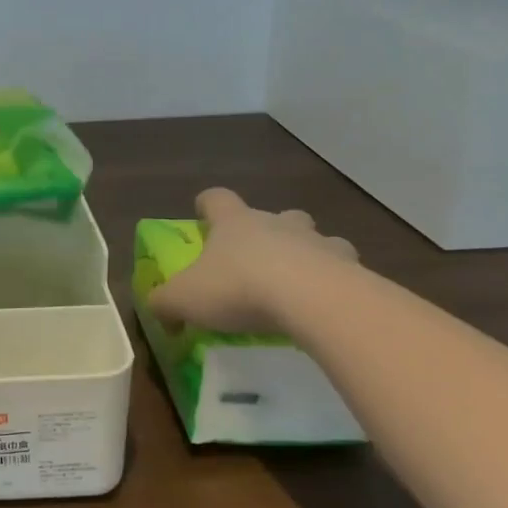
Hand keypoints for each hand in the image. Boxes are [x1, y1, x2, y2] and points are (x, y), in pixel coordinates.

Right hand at [150, 188, 358, 333]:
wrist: (313, 300)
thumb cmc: (239, 288)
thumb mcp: (185, 299)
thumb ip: (164, 302)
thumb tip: (157, 309)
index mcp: (234, 222)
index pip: (217, 198)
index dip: (207, 205)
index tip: (202, 215)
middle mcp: (277, 223)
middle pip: (275, 214)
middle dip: (269, 230)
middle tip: (259, 258)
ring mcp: (318, 242)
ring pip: (316, 238)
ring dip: (309, 253)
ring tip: (301, 284)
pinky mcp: (351, 269)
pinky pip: (344, 270)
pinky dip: (337, 283)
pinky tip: (327, 308)